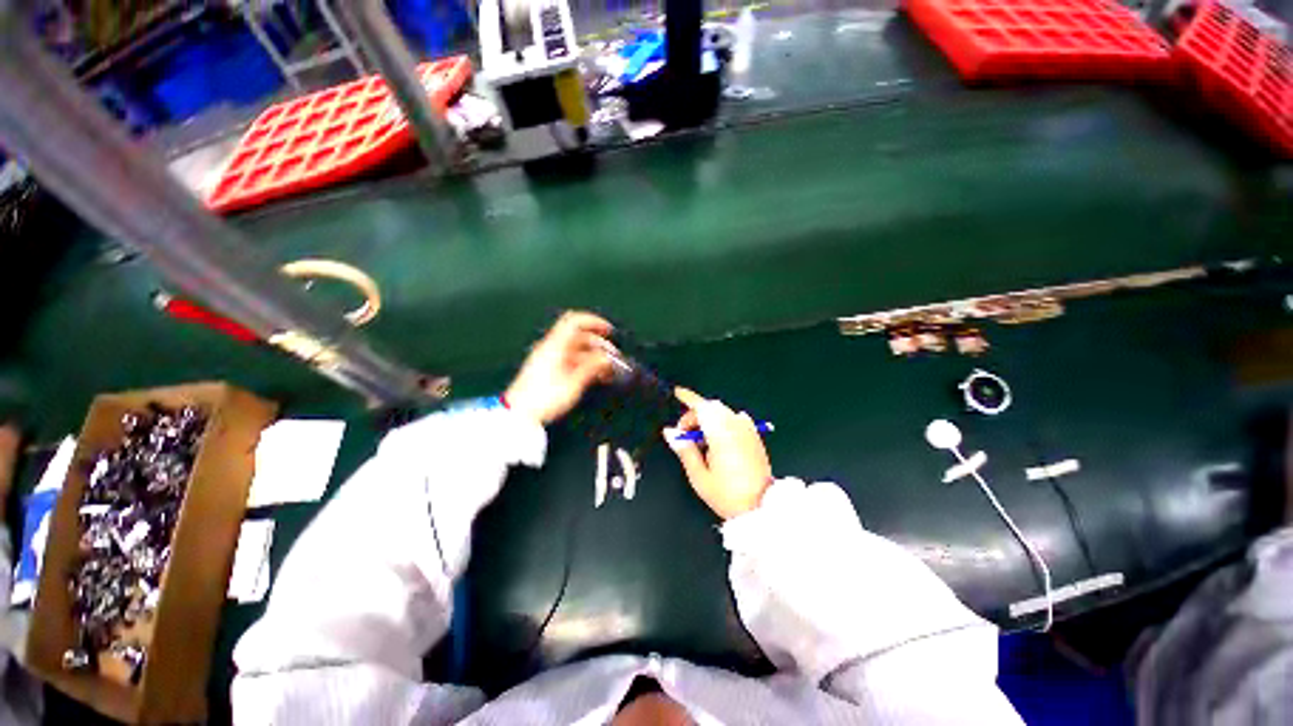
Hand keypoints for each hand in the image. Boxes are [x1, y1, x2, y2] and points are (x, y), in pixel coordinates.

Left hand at [504, 312, 615, 425]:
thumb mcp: (573, 383)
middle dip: (599, 344)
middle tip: (615, 357)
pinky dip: (586, 364)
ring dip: (594, 357)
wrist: (518, 414)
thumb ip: (591, 367)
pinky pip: (572, 360)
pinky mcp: (549, 370)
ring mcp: (550, 359)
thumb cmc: (544, 398)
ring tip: (608, 371)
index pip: (575, 321)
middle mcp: (552, 348)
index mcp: (555, 346)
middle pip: (579, 337)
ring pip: (577, 350)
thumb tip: (606, 358)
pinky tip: (596, 376)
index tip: (609, 331)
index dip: (594, 322)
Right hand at [665, 388, 772, 519]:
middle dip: (695, 415)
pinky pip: (735, 419)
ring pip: (723, 412)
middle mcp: (735, 425)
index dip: (688, 398)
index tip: (677, 393)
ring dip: (709, 419)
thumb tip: (670, 432)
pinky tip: (719, 440)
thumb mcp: (699, 476)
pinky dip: (723, 422)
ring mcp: (747, 429)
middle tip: (685, 436)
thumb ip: (684, 450)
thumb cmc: (728, 494)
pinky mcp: (754, 435)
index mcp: (720, 433)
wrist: (762, 507)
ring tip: (702, 443)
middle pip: (711, 407)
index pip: (701, 407)